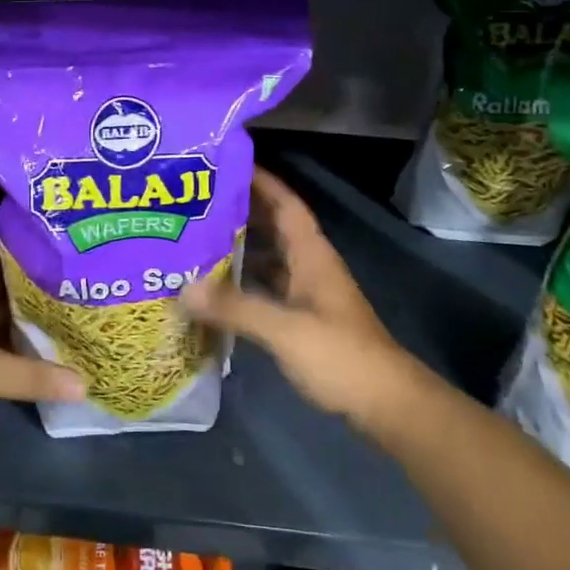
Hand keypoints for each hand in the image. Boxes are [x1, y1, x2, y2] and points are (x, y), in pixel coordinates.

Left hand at [0, 236, 82, 460]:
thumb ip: (34, 375)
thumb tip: (83, 384)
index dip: (17, 237)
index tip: (54, 233)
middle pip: (2, 281)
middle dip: (34, 276)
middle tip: (75, 269)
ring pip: (2, 314)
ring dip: (31, 311)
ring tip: (74, 301)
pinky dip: (22, 343)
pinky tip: (53, 344)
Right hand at [181, 168, 418, 427]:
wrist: (387, 405)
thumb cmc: (340, 356)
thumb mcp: (285, 330)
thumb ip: (235, 307)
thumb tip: (183, 289)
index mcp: (312, 254)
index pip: (285, 203)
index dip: (261, 181)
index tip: (226, 164)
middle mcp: (310, 265)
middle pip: (274, 226)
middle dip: (240, 210)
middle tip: (196, 202)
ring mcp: (309, 293)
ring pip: (270, 257)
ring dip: (239, 246)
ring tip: (196, 239)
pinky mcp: (304, 319)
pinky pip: (268, 287)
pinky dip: (244, 282)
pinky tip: (217, 289)